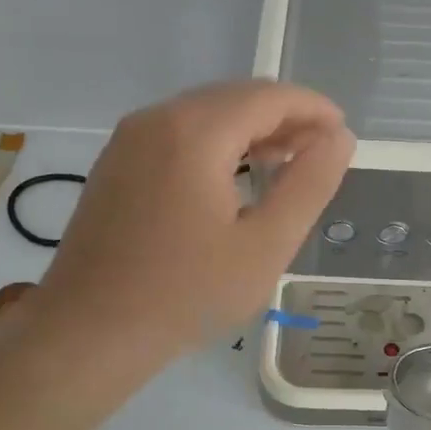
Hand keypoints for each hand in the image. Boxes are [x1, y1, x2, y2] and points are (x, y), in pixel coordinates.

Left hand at [21, 80, 353, 361]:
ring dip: (251, 129)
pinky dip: (217, 142)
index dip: (313, 109)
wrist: (88, 333)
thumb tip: (338, 138)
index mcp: (195, 132)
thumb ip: (309, 185)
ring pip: (206, 112)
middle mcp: (157, 118)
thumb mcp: (266, 246)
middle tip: (320, 154)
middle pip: (235, 97)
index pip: (268, 96)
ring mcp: (129, 138)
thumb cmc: (186, 294)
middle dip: (284, 117)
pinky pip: (179, 132)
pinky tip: (235, 176)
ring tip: (286, 163)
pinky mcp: (116, 162)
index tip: (342, 134)